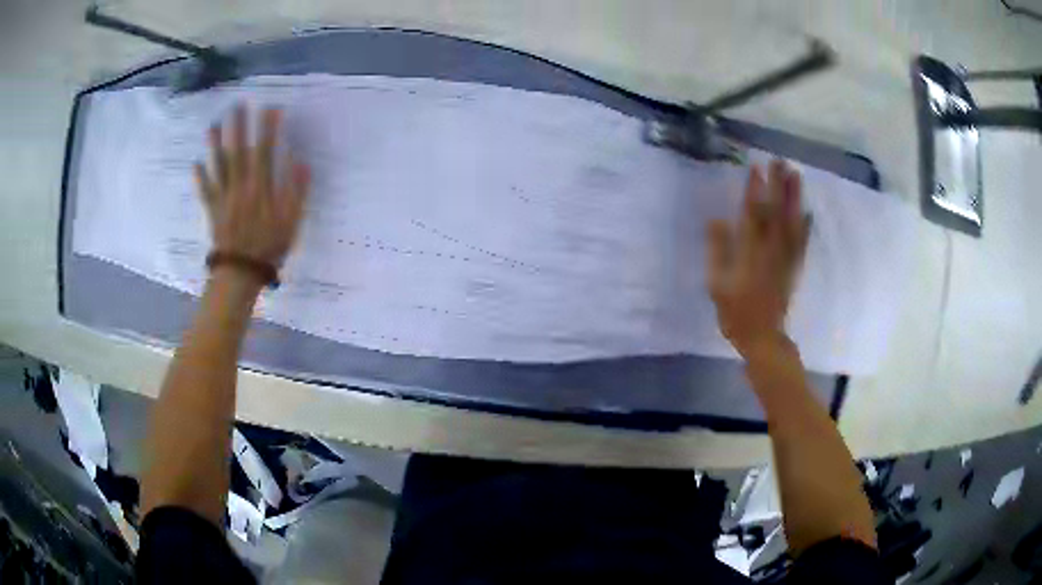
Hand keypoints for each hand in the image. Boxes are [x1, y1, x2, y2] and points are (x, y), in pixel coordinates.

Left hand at [195, 104, 309, 270]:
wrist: (241, 273)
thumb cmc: (269, 247)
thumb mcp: (291, 222)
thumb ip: (296, 191)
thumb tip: (301, 163)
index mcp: (261, 188)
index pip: (265, 152)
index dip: (268, 129)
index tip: (270, 108)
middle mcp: (240, 187)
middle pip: (239, 152)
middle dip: (239, 127)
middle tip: (237, 105)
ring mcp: (224, 198)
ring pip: (219, 166)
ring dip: (215, 145)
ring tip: (213, 125)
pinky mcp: (213, 211)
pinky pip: (206, 191)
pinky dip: (200, 178)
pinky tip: (196, 164)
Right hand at [706, 160, 809, 356]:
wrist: (763, 338)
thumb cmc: (735, 313)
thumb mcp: (717, 284)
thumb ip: (718, 251)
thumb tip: (717, 219)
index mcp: (750, 252)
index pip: (753, 214)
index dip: (754, 190)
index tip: (755, 167)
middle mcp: (771, 250)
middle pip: (776, 212)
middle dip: (778, 185)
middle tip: (780, 161)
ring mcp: (786, 258)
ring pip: (792, 223)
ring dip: (795, 198)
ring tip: (796, 175)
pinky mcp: (794, 268)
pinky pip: (802, 244)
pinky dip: (806, 227)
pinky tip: (808, 212)